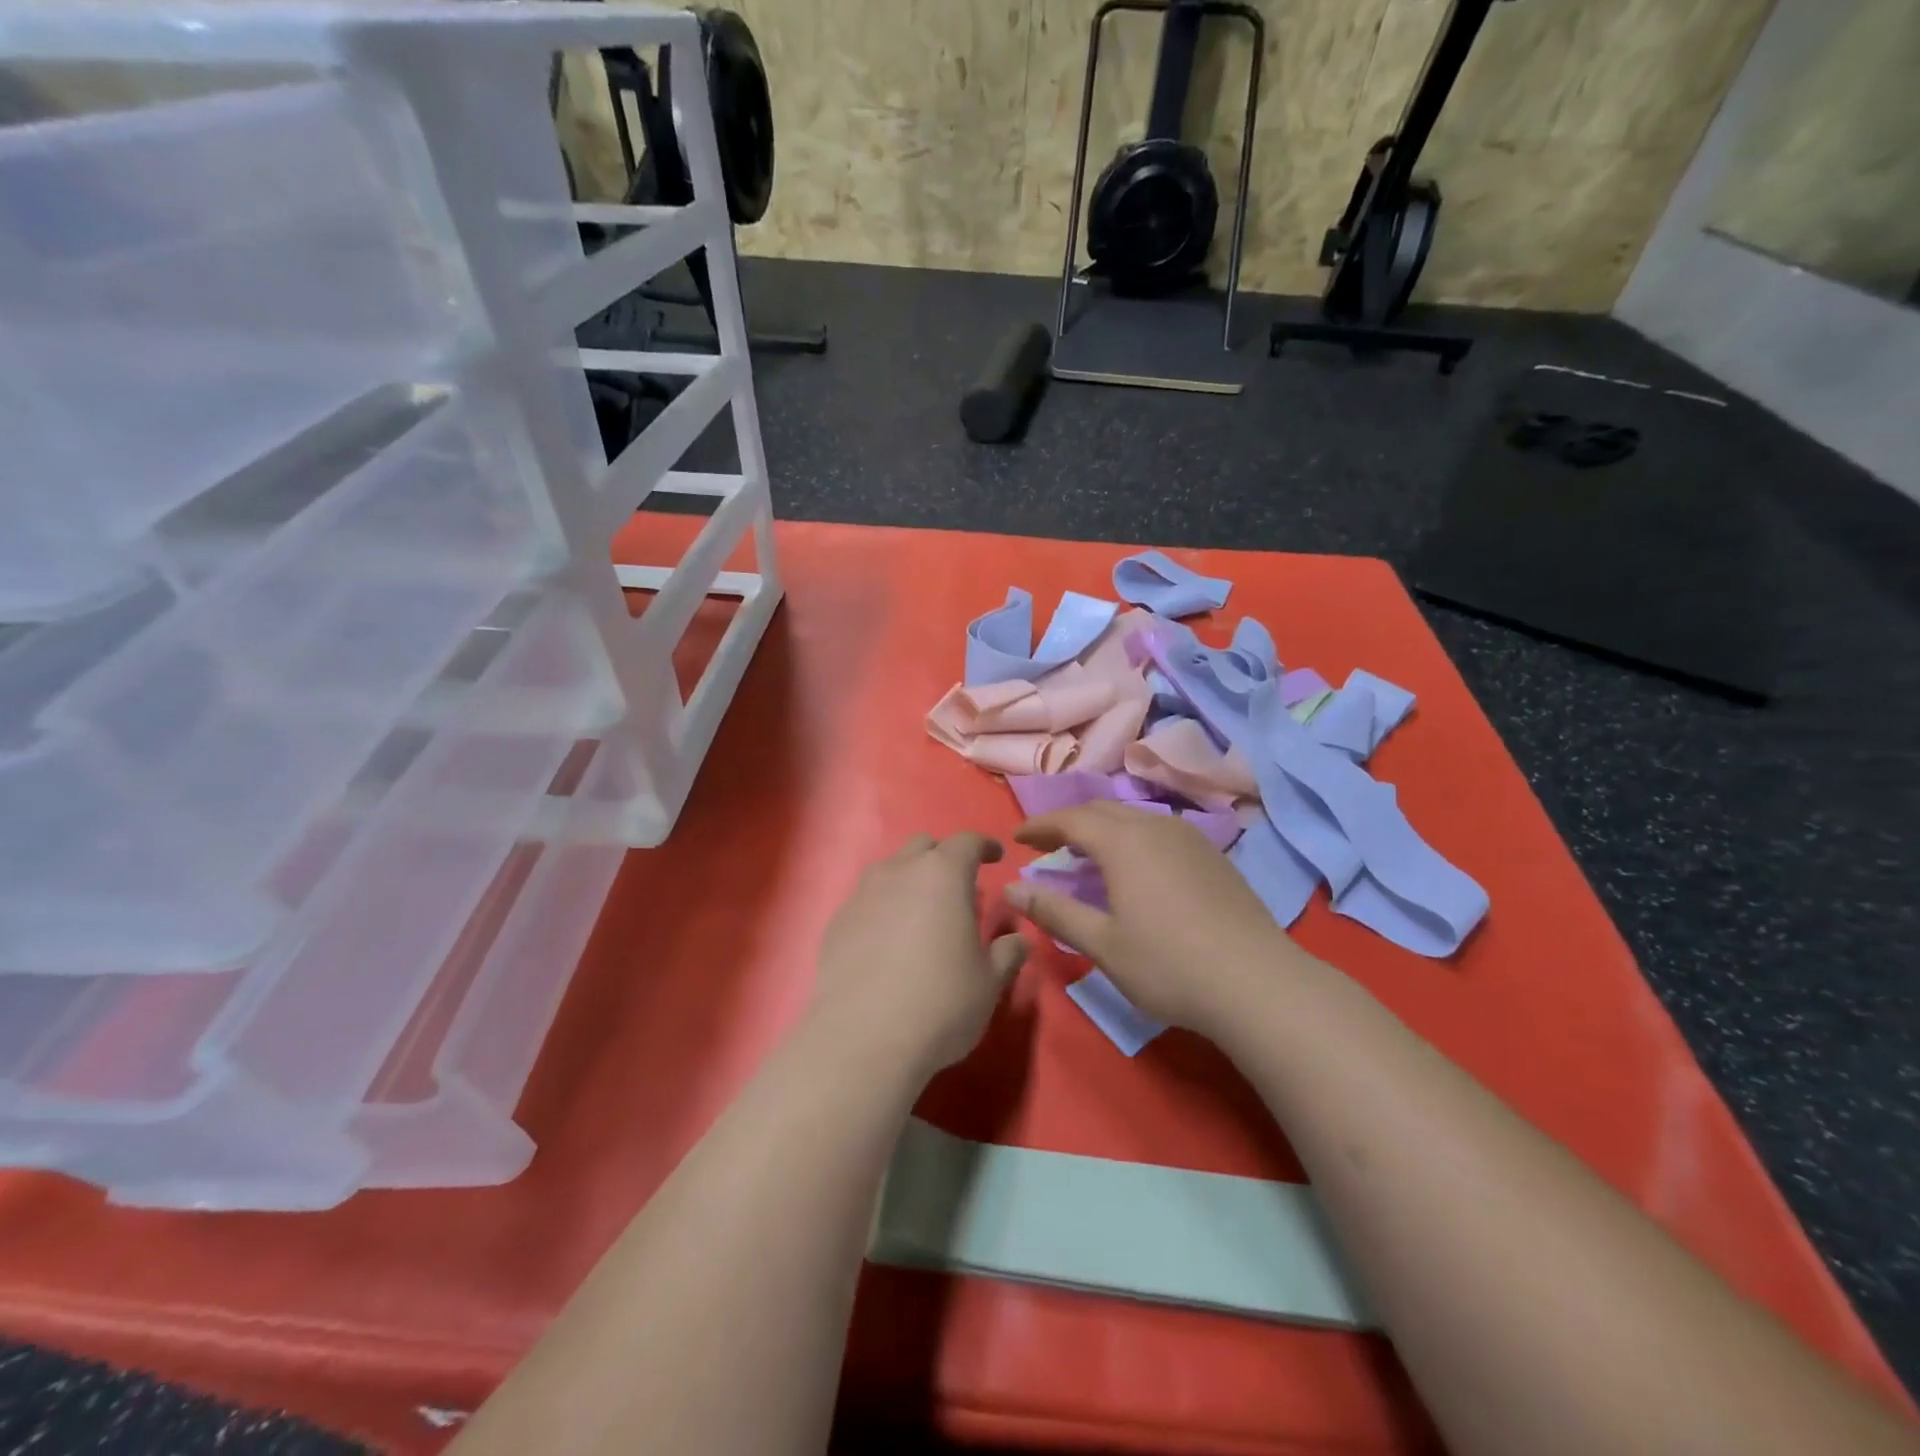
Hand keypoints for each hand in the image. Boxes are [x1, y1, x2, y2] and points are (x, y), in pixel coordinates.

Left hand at [811, 832, 1026, 1080]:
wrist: (862, 1039)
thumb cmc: (940, 1003)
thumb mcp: (989, 982)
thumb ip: (1007, 953)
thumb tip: (1018, 941)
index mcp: (943, 875)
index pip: (967, 842)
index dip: (984, 846)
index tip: (995, 856)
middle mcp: (900, 872)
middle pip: (924, 846)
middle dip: (944, 856)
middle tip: (959, 885)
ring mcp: (863, 894)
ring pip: (890, 869)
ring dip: (910, 878)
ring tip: (922, 910)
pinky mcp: (837, 921)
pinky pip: (866, 899)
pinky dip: (883, 906)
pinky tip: (888, 938)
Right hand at [1007, 803, 1307, 1034]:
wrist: (1257, 983)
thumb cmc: (1169, 965)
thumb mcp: (1103, 944)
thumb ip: (1055, 911)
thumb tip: (1012, 887)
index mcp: (1124, 842)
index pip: (1071, 819)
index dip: (1040, 825)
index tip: (1017, 838)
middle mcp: (1155, 827)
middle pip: (1102, 810)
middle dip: (1069, 822)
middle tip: (1047, 845)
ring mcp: (1190, 838)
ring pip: (1134, 818)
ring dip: (1102, 828)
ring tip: (1086, 854)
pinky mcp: (1213, 855)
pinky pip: (1159, 831)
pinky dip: (1132, 838)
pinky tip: (1135, 868)